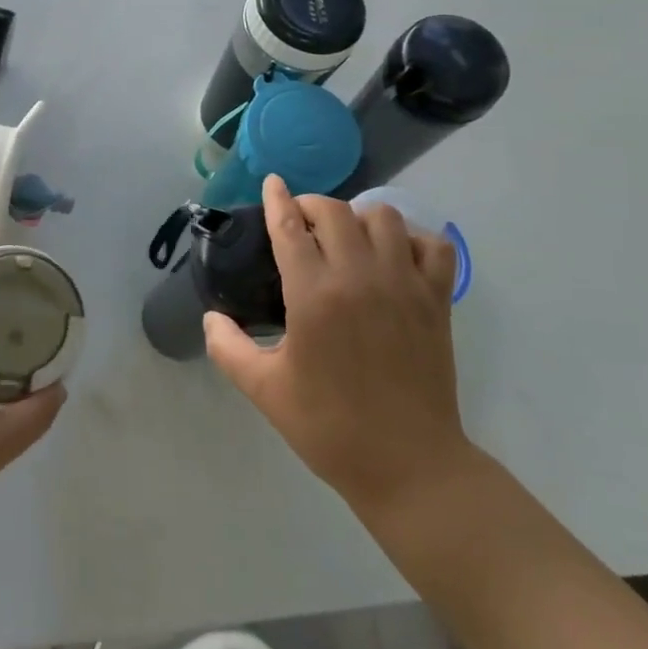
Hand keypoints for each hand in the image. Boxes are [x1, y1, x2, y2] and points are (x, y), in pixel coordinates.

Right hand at [204, 175, 472, 513]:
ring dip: (358, 217)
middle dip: (310, 205)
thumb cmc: (329, 427)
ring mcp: (404, 284)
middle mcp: (360, 276)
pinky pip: (433, 245)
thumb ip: (228, 347)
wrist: (409, 465)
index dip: (276, 199)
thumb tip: (211, 317)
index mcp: (314, 295)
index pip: (289, 226)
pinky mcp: (436, 300)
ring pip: (383, 217)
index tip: (270, 182)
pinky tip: (395, 255)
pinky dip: (413, 239)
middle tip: (298, 223)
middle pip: (334, 211)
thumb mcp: (264, 390)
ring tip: (345, 237)